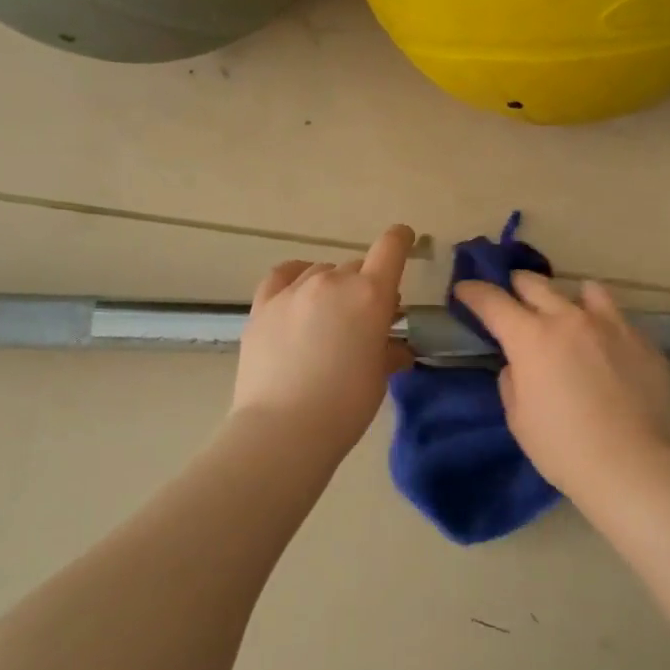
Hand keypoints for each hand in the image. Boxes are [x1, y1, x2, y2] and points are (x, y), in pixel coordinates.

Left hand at [231, 224, 414, 453]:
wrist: (283, 429)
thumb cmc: (345, 406)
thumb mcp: (378, 377)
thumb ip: (388, 351)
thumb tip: (395, 347)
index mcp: (370, 295)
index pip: (391, 249)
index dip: (401, 240)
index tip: (406, 240)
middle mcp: (332, 282)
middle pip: (356, 267)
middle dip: (366, 286)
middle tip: (367, 318)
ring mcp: (293, 291)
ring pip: (321, 272)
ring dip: (333, 287)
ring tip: (331, 316)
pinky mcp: (263, 306)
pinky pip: (283, 275)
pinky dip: (296, 276)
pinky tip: (298, 289)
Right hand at [453, 273, 669, 501]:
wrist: (631, 464)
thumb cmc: (562, 447)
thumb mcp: (518, 418)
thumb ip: (513, 380)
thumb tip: (520, 364)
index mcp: (531, 337)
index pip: (492, 301)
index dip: (474, 292)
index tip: (465, 290)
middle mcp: (569, 319)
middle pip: (535, 283)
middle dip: (517, 287)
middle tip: (513, 299)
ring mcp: (611, 325)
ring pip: (586, 290)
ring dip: (568, 299)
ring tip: (569, 316)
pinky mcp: (642, 341)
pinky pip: (618, 320)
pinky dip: (604, 327)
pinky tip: (607, 352)